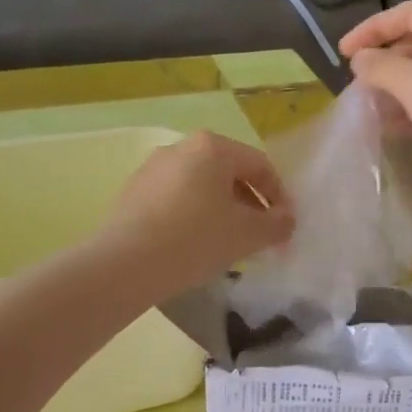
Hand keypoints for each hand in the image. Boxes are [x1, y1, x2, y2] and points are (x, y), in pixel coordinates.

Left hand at [99, 131, 295, 300]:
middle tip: (261, 237)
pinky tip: (195, 246)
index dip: (279, 197)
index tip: (285, 227)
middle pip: (229, 174)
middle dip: (251, 205)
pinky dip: (194, 217)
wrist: (125, 265)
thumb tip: (286, 221)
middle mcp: (181, 147)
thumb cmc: (195, 239)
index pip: (260, 166)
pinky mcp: (133, 192)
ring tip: (229, 244)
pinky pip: (176, 199)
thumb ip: (277, 224)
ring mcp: (152, 169)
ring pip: (202, 187)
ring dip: (223, 212)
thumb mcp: (248, 234)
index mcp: (212, 147)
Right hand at [340, 0, 411, 230]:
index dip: (373, 28)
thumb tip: (361, 60)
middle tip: (354, 84)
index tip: (343, 53)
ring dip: (393, 90)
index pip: (409, 13)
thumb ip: (380, 66)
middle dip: (384, 62)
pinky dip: (408, 113)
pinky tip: (387, 128)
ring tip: (364, 107)